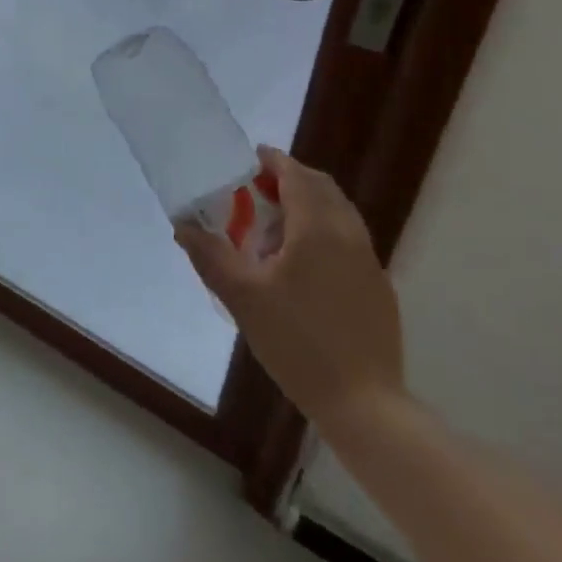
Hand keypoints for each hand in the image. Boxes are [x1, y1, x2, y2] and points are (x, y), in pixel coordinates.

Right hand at [175, 146, 405, 431]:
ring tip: (275, 230)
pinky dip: (325, 232)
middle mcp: (349, 235)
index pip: (297, 176)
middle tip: (258, 191)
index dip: (274, 161)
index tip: (252, 157)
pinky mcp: (378, 287)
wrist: (364, 404)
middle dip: (291, 179)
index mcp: (318, 228)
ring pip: (339, 214)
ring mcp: (370, 261)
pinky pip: (349, 240)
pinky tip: (303, 266)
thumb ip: (210, 255)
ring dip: (309, 206)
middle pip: (322, 188)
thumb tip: (183, 226)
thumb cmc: (297, 342)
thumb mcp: (242, 297)